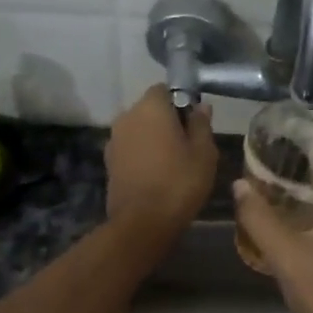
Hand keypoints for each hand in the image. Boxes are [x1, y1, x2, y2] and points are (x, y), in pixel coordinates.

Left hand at [105, 86, 217, 253]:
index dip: (181, 102)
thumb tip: (201, 106)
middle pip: (149, 109)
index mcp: (150, 107)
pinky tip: (156, 174)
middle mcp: (127, 116)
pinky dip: (142, 155)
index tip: (194, 122)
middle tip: (188, 144)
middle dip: (166, 121)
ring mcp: (114, 140)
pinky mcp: (108, 162)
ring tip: (172, 162)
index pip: (165, 89)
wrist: (142, 223)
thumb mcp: (204, 153)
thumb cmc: (179, 182)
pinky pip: (130, 149)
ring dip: (153, 139)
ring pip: (138, 130)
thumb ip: (201, 124)